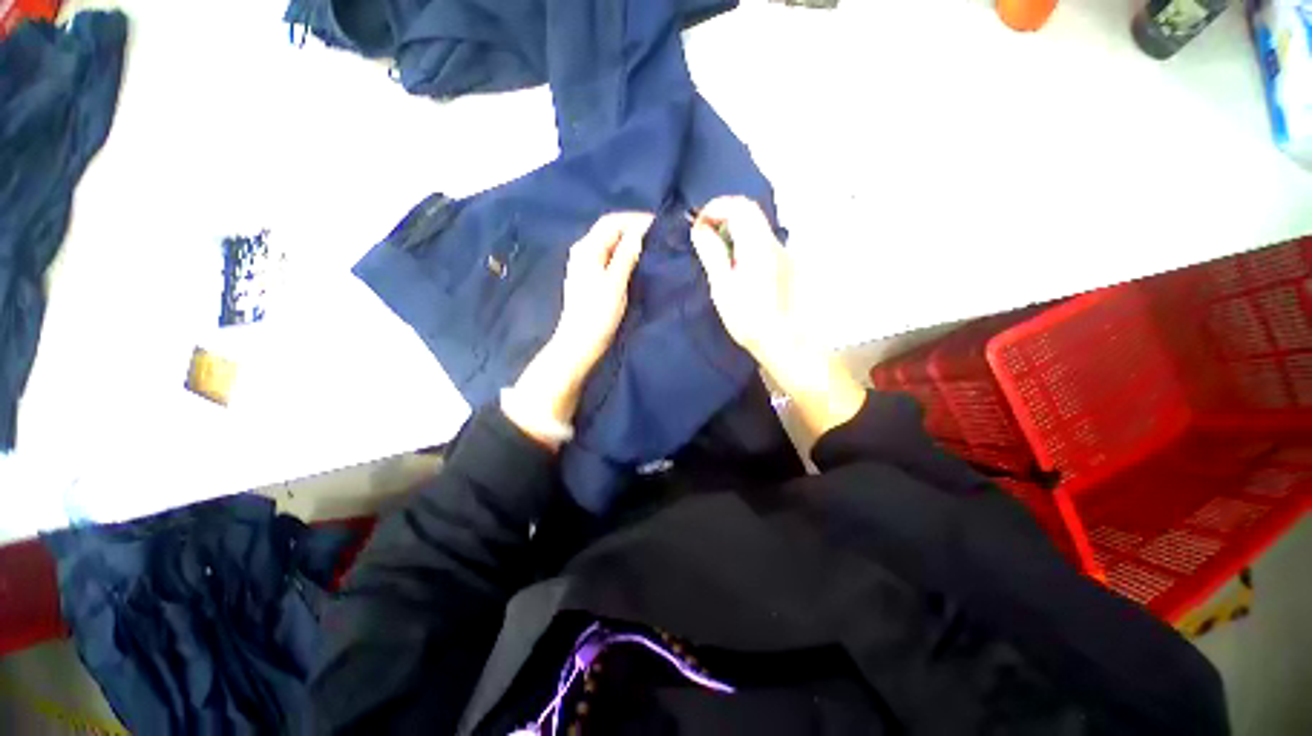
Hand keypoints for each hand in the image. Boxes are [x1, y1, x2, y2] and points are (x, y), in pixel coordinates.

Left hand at [506, 212, 653, 448]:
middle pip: (609, 230)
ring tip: (651, 245)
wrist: (580, 343)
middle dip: (632, 228)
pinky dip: (623, 253)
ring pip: (609, 244)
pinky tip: (636, 260)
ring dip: (628, 241)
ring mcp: (585, 265)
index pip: (611, 222)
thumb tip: (638, 232)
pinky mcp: (590, 277)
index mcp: (587, 249)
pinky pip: (608, 256)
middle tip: (658, 234)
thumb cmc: (597, 314)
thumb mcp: (615, 283)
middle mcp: (583, 252)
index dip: (634, 219)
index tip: (658, 223)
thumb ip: (625, 256)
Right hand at [689, 196, 796, 365]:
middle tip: (705, 236)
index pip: (739, 206)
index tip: (698, 225)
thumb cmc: (749, 318)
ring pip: (756, 226)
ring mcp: (783, 253)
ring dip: (733, 229)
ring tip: (717, 251)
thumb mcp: (723, 287)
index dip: (715, 207)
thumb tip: (700, 229)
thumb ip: (712, 254)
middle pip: (749, 212)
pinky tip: (735, 265)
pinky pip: (762, 241)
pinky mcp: (785, 264)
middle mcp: (775, 242)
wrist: (784, 341)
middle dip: (723, 216)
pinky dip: (744, 242)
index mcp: (758, 245)